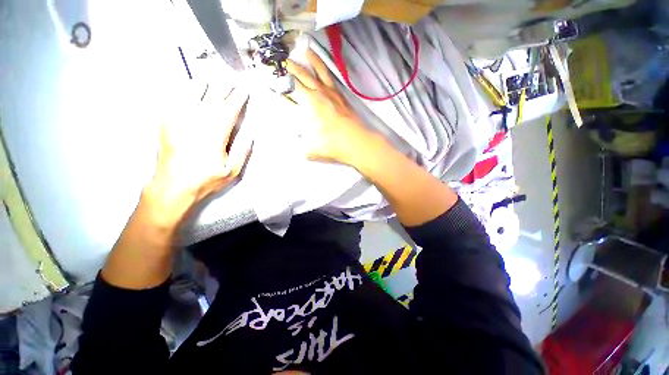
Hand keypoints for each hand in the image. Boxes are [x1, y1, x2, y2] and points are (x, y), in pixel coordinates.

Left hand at [142, 87, 252, 229]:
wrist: (172, 186)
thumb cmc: (205, 180)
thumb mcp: (232, 171)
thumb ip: (242, 152)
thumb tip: (249, 135)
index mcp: (215, 134)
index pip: (229, 111)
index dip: (238, 99)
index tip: (244, 91)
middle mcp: (197, 123)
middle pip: (213, 100)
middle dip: (224, 89)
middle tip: (231, 80)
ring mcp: (179, 121)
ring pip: (193, 96)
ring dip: (204, 86)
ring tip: (211, 79)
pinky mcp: (167, 124)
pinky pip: (177, 102)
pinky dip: (185, 93)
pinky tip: (189, 89)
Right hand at [285, 50, 376, 166]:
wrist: (356, 142)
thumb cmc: (333, 146)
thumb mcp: (310, 149)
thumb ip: (300, 143)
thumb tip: (297, 138)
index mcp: (307, 108)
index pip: (287, 95)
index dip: (276, 88)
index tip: (268, 83)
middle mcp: (316, 96)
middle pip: (297, 78)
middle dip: (285, 70)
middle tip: (275, 64)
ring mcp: (329, 92)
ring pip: (313, 71)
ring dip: (302, 61)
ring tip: (297, 51)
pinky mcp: (338, 93)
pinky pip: (327, 74)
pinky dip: (320, 65)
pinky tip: (316, 61)